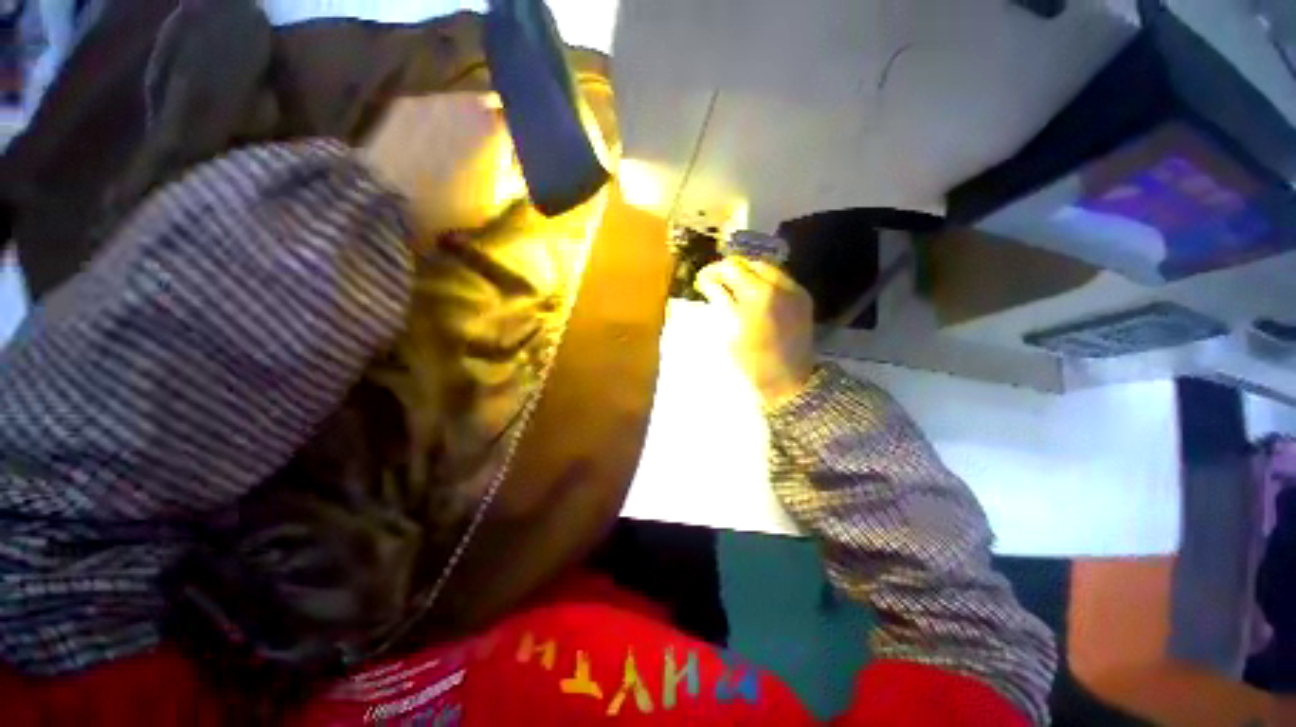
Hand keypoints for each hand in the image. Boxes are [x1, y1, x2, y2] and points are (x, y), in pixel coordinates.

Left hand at [361, 92, 525, 238]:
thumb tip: (524, 166)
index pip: (523, 122)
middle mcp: (469, 101)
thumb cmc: (454, 202)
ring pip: (463, 104)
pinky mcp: (407, 103)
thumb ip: (518, 177)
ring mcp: (436, 98)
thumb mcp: (499, 199)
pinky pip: (435, 107)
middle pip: (493, 107)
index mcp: (497, 127)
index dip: (524, 139)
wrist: (388, 196)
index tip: (521, 156)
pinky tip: (433, 143)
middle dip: (497, 125)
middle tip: (494, 150)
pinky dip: (441, 121)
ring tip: (461, 146)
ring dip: (468, 121)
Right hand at [695, 258, 814, 406]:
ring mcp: (789, 291)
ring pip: (761, 265)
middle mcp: (771, 291)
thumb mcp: (728, 337)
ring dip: (743, 269)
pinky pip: (779, 275)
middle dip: (723, 269)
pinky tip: (753, 286)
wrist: (788, 380)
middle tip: (713, 276)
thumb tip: (712, 288)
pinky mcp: (801, 295)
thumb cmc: (750, 365)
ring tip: (733, 279)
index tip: (701, 280)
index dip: (708, 276)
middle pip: (741, 266)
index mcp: (748, 305)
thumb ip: (720, 307)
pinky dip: (762, 276)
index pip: (722, 278)